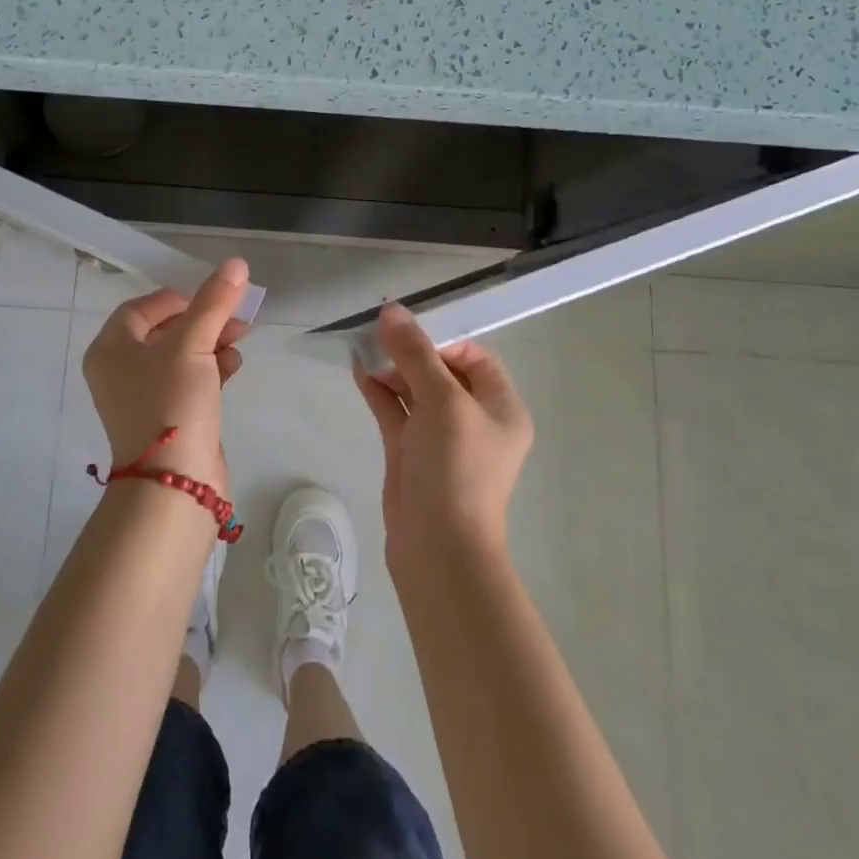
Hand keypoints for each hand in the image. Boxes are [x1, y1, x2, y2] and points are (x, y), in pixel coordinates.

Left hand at [83, 258, 250, 493]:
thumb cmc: (171, 402)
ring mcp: (143, 398)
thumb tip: (236, 263)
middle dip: (204, 320)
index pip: (143, 307)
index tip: (213, 298)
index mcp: (111, 348)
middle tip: (238, 318)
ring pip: (181, 356)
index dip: (180, 298)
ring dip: (212, 343)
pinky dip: (211, 370)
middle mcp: (120, 371)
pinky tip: (234, 367)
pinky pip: (189, 381)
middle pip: (165, 330)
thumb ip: (214, 302)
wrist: (174, 484)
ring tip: (241, 339)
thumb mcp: (193, 344)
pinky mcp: (167, 418)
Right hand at [352, 303, 532, 564]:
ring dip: (391, 369)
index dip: (442, 340)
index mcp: (500, 407)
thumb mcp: (441, 401)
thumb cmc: (456, 467)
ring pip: (415, 390)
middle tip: (377, 335)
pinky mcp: (412, 453)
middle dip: (410, 352)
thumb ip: (415, 353)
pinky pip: (397, 412)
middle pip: (441, 371)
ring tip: (362, 347)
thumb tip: (392, 309)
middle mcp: (474, 420)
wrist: (438, 548)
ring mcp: (441, 438)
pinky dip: (379, 392)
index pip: (474, 358)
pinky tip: (358, 371)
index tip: (408, 333)